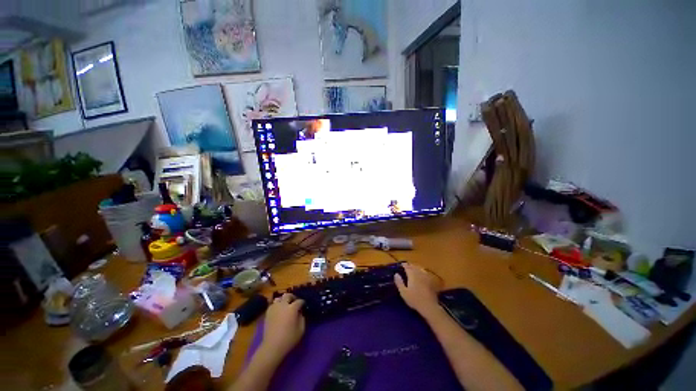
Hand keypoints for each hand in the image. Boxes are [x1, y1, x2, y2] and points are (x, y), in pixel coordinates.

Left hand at [260, 293, 305, 358]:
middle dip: (292, 297)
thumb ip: (302, 318)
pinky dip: (277, 305)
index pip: (299, 301)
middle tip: (295, 302)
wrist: (272, 346)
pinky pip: (273, 304)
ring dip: (284, 300)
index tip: (303, 305)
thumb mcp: (301, 329)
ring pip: (279, 298)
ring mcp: (274, 308)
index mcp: (292, 308)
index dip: (302, 303)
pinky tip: (279, 311)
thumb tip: (300, 313)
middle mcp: (283, 305)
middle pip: (288, 295)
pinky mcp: (268, 313)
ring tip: (286, 305)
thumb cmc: (289, 338)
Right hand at [394, 263, 441, 315]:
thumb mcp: (403, 292)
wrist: (429, 306)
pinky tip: (422, 273)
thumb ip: (399, 282)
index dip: (404, 265)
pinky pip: (425, 273)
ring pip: (420, 269)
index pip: (407, 267)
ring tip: (413, 268)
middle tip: (407, 266)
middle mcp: (419, 274)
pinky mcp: (431, 281)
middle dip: (410, 265)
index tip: (401, 264)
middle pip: (414, 267)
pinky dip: (422, 271)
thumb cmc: (414, 300)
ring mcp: (426, 277)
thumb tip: (396, 274)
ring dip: (416, 267)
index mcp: (412, 275)